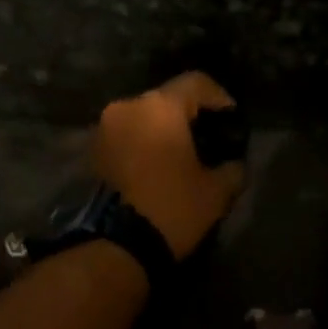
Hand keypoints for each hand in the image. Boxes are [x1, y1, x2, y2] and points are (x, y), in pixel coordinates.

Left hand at [94, 72, 245, 259]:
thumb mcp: (215, 192)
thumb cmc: (171, 208)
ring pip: (144, 115)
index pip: (196, 82)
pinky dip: (142, 141)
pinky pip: (126, 133)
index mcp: (161, 106)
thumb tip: (235, 163)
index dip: (219, 96)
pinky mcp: (92, 148)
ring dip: (162, 128)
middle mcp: (129, 105)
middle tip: (208, 138)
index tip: (232, 119)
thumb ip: (231, 168)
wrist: (114, 246)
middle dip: (189, 114)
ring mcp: (105, 125)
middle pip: (167, 97)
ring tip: (180, 154)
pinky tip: (156, 165)